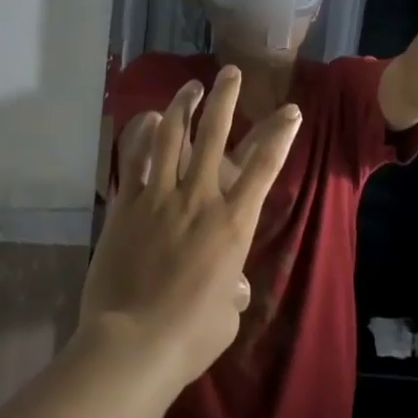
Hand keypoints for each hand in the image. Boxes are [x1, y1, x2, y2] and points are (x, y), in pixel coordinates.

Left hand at [81, 69, 301, 392]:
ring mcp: (159, 197)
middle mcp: (199, 198)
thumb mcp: (227, 315)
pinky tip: (148, 117)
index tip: (291, 110)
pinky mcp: (126, 206)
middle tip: (231, 72)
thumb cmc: (190, 336)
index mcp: (233, 223)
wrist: (133, 344)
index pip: (264, 167)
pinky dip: (142, 135)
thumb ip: (233, 291)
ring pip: (173, 137)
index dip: (280, 134)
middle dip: (226, 99)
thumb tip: (233, 287)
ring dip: (184, 106)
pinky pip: (135, 160)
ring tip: (192, 86)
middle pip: (215, 135)